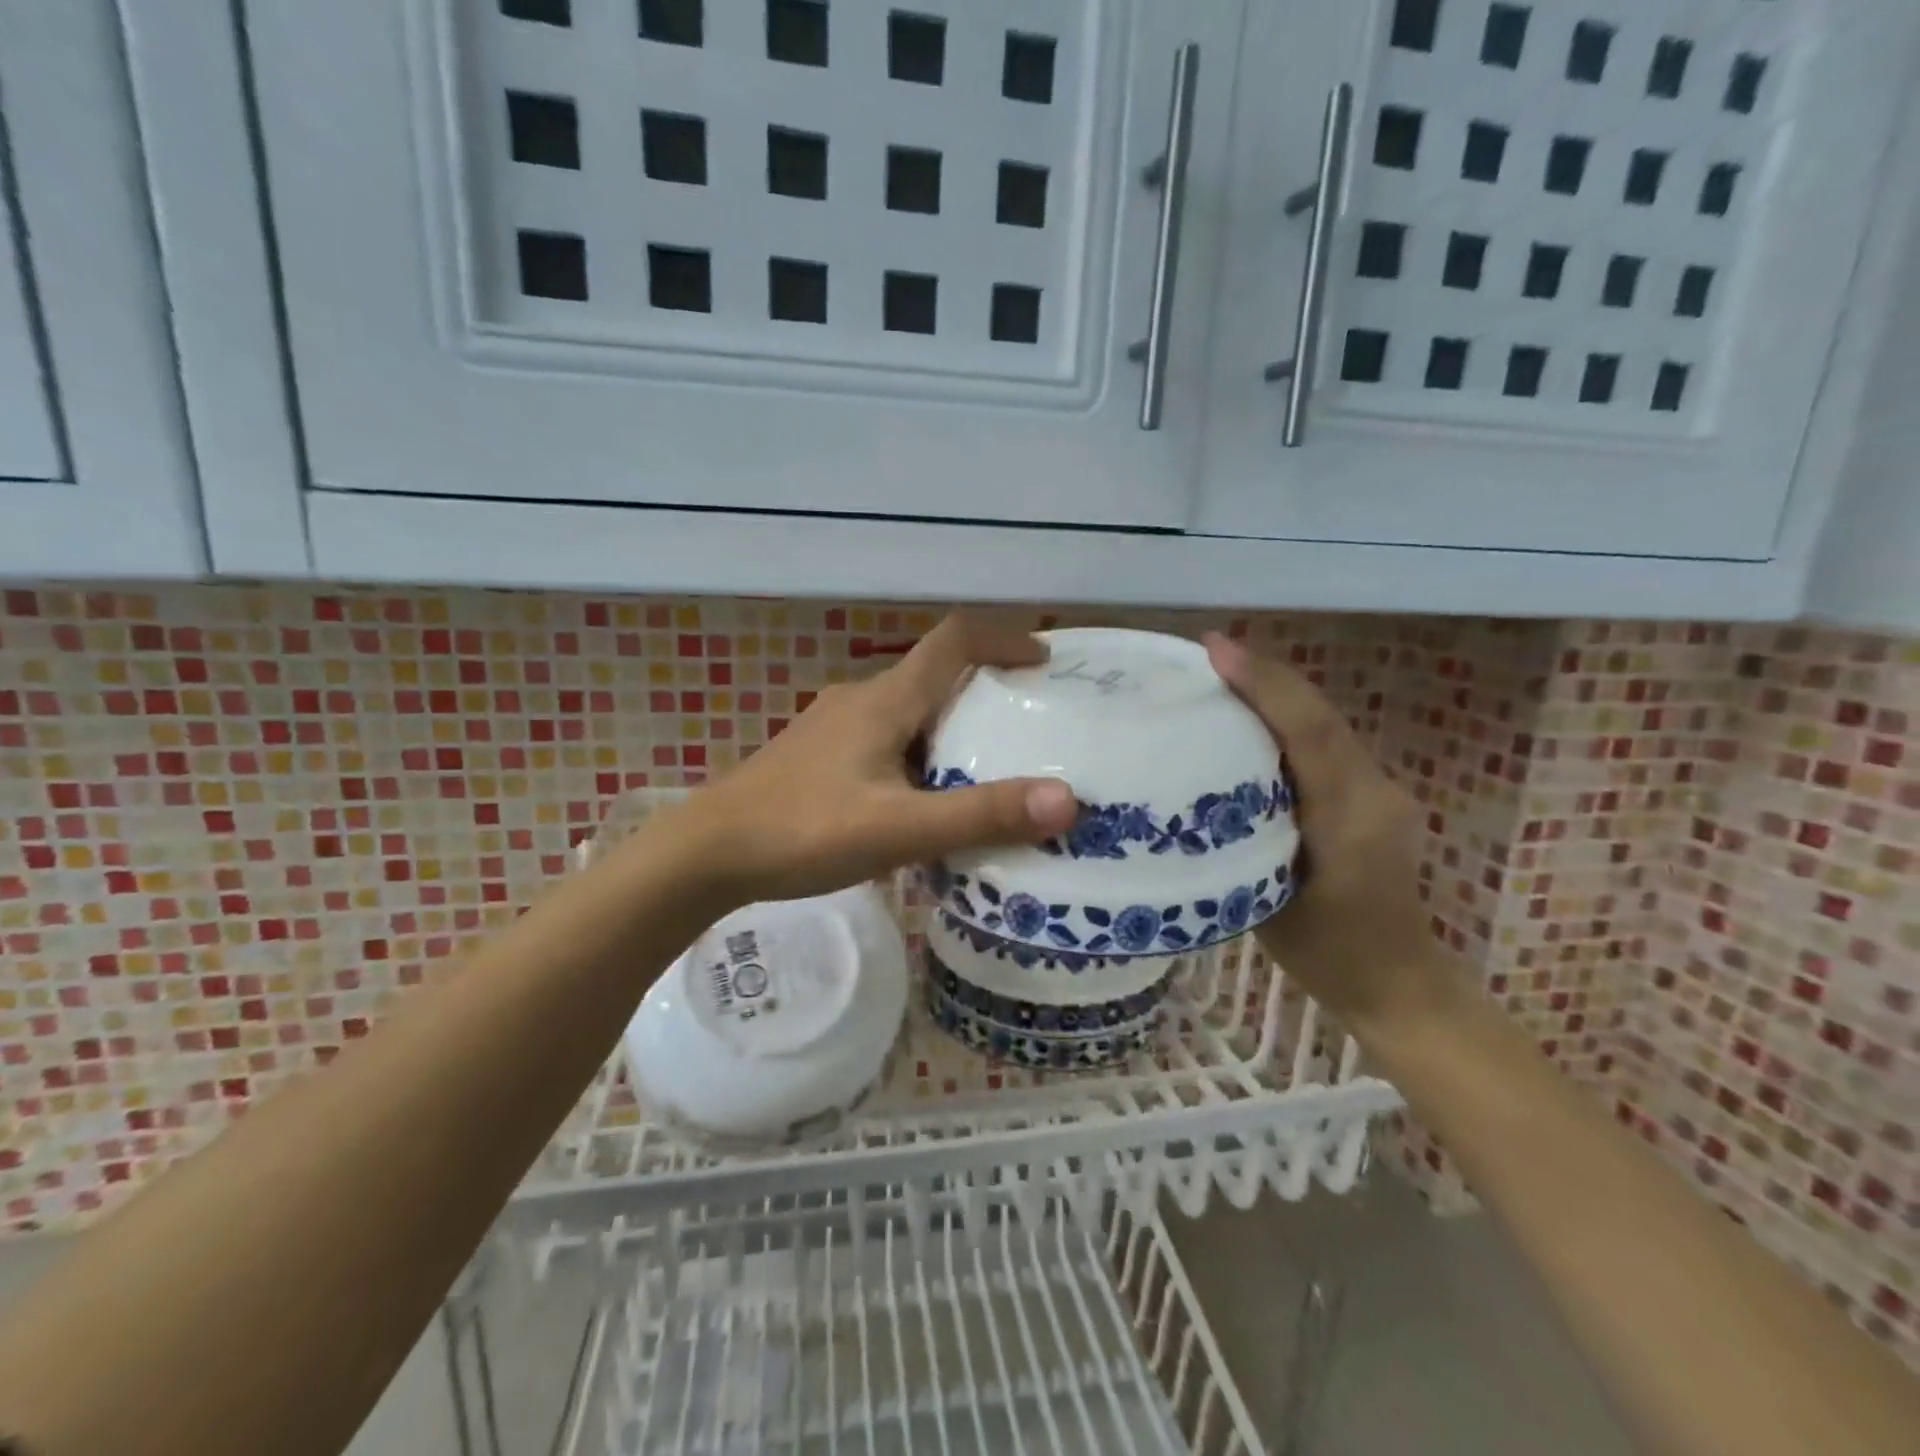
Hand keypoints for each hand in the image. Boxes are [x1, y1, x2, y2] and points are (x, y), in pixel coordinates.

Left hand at [669, 614, 1079, 905]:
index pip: (953, 640)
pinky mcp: (820, 755)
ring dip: (951, 726)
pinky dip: (920, 753)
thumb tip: (1067, 800)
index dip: (1003, 637)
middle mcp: (861, 699)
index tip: (1045, 660)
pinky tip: (924, 799)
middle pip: (935, 675)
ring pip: (909, 711)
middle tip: (1029, 725)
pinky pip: (886, 738)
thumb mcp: (899, 828)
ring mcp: (835, 726)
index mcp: (885, 700)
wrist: (706, 853)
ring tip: (987, 767)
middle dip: (986, 690)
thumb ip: (980, 815)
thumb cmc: (803, 831)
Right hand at [1203, 632, 1461, 1034]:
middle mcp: (1375, 791)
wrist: (1399, 985)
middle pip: (1319, 717)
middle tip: (1206, 653)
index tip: (1216, 649)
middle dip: (1265, 676)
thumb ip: (1240, 842)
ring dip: (1275, 695)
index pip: (1310, 733)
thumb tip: (1191, 791)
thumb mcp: (1266, 904)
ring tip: (1220, 675)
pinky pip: (1325, 746)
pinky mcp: (1372, 797)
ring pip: (1323, 726)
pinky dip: (1286, 723)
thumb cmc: (1327, 956)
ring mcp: (1380, 791)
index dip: (1264, 685)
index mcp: (1352, 819)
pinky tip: (1248, 720)